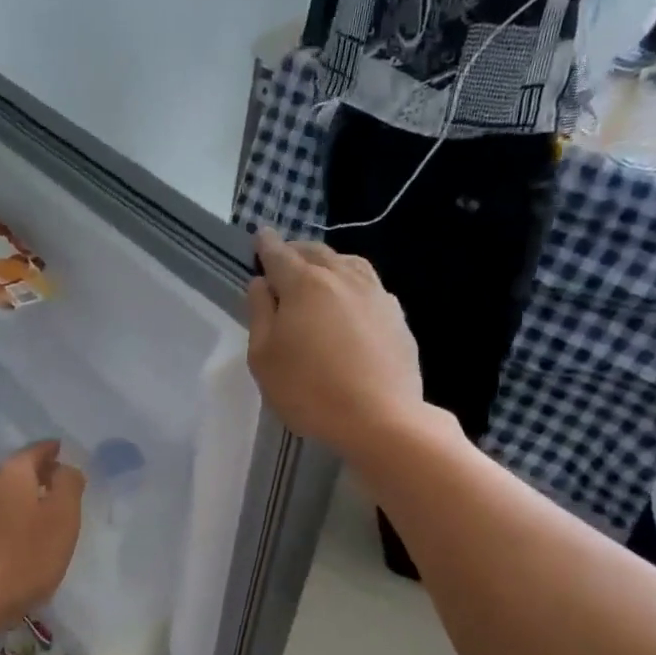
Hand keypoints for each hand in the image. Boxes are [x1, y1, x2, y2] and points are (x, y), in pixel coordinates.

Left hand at [0, 441, 84, 635]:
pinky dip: (13, 516)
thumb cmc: (26, 557)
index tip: (71, 458)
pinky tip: (24, 535)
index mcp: (11, 472)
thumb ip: (69, 485)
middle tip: (65, 487)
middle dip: (42, 475)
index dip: (57, 452)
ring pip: (6, 493)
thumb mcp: (63, 517)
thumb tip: (66, 469)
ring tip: (48, 513)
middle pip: (20, 470)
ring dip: (27, 498)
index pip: (38, 449)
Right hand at [245, 230, 438, 457]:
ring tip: (317, 273)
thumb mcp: (264, 358)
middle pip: (315, 253)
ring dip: (327, 262)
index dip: (266, 245)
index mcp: (304, 284)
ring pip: (347, 263)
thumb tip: (261, 284)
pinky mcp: (396, 315)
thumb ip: (259, 315)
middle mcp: (341, 277)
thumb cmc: (308, 390)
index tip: (259, 236)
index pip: (279, 254)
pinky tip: (349, 302)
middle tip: (283, 257)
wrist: (380, 418)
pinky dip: (351, 283)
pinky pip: (368, 286)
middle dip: (295, 251)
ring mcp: (375, 293)